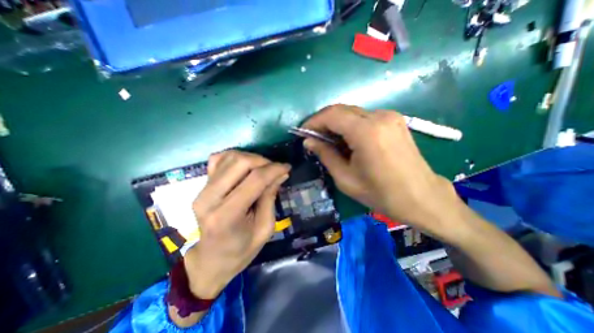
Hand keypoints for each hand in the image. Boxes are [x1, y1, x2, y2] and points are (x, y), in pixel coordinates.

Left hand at [184, 151, 290, 298]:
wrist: (212, 259)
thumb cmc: (242, 249)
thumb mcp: (265, 228)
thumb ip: (270, 197)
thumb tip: (281, 174)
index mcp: (227, 216)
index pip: (254, 180)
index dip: (274, 170)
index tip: (287, 167)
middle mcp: (209, 198)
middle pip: (240, 162)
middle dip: (263, 161)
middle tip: (275, 169)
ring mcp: (202, 190)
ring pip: (229, 157)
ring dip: (251, 158)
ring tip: (263, 168)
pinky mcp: (201, 185)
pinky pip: (218, 159)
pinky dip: (235, 157)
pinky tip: (246, 166)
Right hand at [302, 105, 458, 235]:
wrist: (420, 197)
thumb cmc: (380, 193)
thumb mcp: (345, 178)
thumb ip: (325, 155)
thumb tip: (308, 141)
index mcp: (366, 132)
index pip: (331, 115)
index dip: (313, 121)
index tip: (303, 132)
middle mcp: (379, 116)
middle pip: (341, 109)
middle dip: (323, 121)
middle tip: (313, 137)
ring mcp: (389, 116)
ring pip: (352, 112)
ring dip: (336, 123)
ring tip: (328, 141)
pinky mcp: (394, 120)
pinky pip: (364, 117)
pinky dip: (350, 125)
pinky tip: (347, 140)